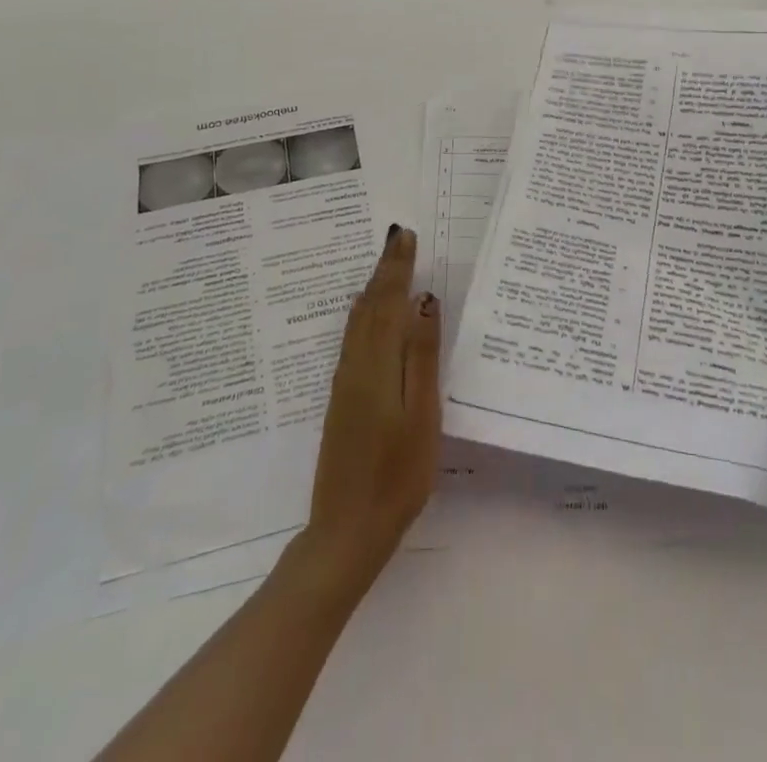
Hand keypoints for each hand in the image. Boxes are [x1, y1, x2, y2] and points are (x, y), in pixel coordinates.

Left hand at [301, 225, 440, 596]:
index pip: (388, 301)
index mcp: (376, 365)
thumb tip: (425, 302)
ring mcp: (344, 383)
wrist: (346, 530)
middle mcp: (355, 365)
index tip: (406, 235)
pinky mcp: (341, 399)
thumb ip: (423, 356)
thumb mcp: (422, 415)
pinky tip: (368, 315)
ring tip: (387, 266)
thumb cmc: (397, 475)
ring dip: (373, 288)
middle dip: (385, 270)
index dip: (397, 267)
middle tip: (399, 238)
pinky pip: (353, 339)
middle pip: (370, 305)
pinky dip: (364, 314)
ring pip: (358, 321)